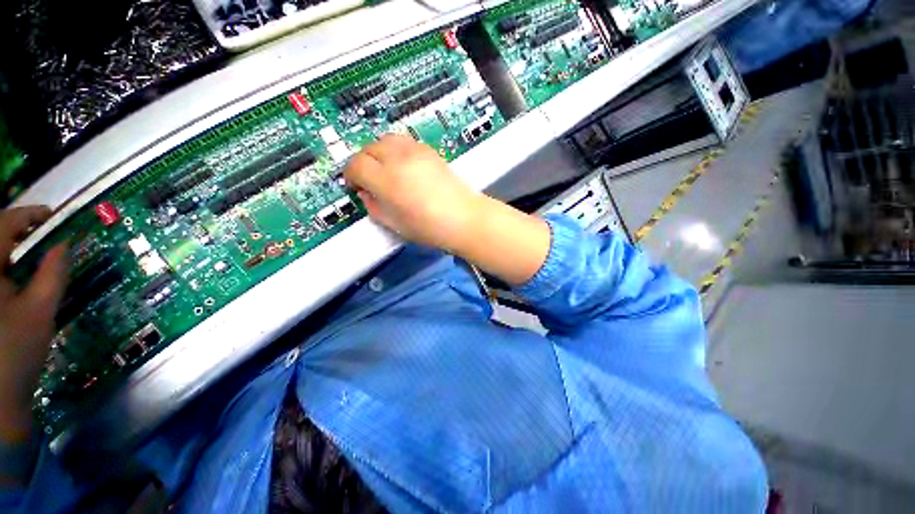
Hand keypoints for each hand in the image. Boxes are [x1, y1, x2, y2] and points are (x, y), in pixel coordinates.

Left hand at [0, 207, 67, 440]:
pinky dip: (7, 266)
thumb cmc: (17, 350)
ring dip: (13, 248)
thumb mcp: (40, 310)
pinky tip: (17, 277)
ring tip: (34, 256)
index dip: (30, 215)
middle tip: (46, 236)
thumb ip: (54, 272)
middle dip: (20, 230)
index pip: (5, 224)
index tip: (54, 217)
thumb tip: (67, 243)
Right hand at [344, 134, 485, 252]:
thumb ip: (374, 207)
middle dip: (363, 162)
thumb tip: (366, 194)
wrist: (465, 218)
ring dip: (378, 152)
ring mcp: (416, 152)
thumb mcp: (395, 224)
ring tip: (385, 169)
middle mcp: (399, 159)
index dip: (351, 175)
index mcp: (387, 180)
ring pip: (386, 140)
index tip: (355, 186)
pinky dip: (396, 150)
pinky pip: (404, 142)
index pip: (356, 165)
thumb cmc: (430, 228)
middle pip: (369, 148)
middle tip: (369, 179)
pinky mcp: (430, 151)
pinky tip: (403, 165)